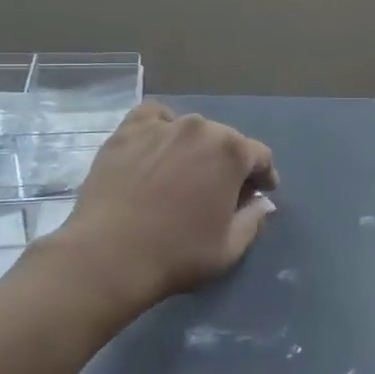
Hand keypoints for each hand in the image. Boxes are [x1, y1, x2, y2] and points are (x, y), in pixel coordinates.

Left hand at [47, 103, 279, 308]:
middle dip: (230, 163)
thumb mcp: (231, 247)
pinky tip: (159, 145)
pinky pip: (154, 117)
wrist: (109, 256)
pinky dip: (162, 126)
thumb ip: (254, 219)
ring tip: (186, 170)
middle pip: (227, 140)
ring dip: (197, 147)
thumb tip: (259, 203)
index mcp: (233, 152)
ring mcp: (163, 126)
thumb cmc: (178, 253)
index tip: (261, 193)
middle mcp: (202, 128)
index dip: (264, 176)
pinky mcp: (128, 132)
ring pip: (192, 129)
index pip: (260, 156)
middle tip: (221, 189)